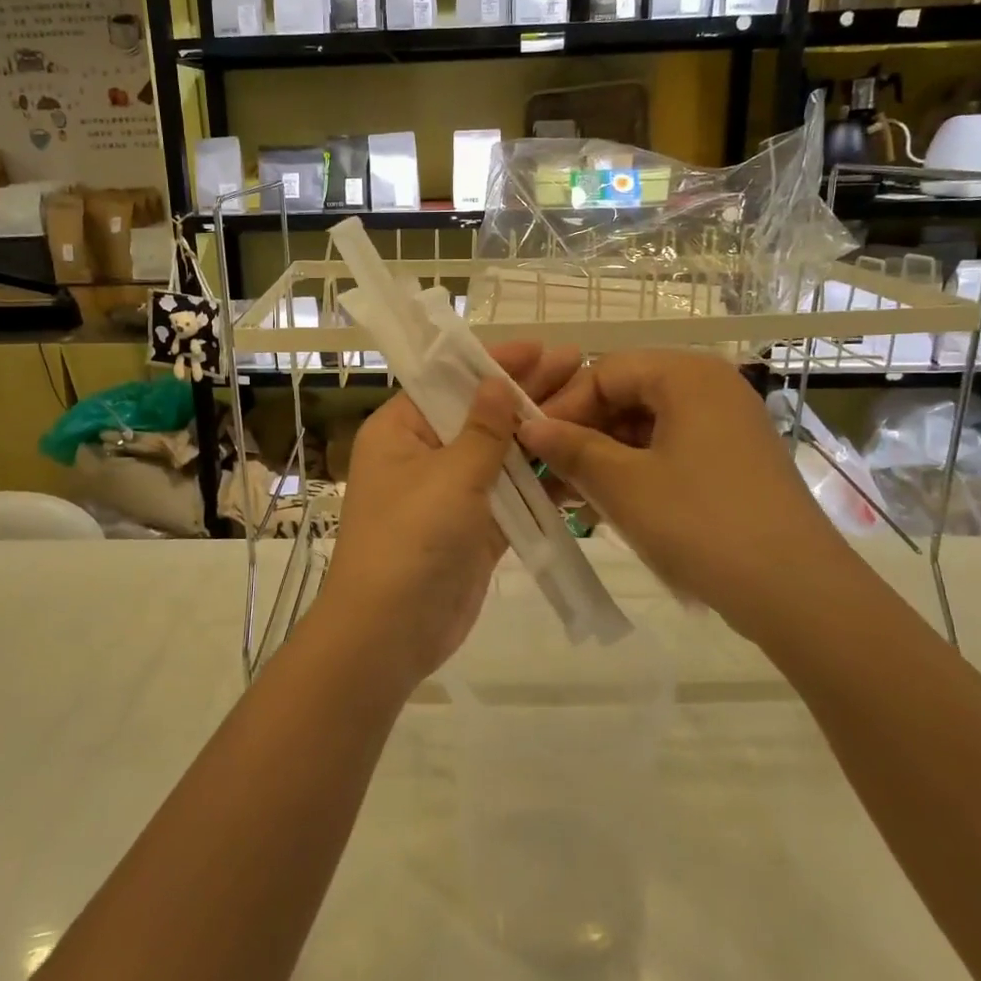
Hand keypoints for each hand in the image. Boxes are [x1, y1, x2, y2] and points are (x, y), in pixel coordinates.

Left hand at [314, 342, 582, 689]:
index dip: (495, 363)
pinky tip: (580, 463)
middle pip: (480, 415)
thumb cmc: (411, 540)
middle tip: (580, 367)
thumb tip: (496, 382)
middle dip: (527, 393)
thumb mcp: (449, 475)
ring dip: (540, 436)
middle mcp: (423, 456)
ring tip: (590, 407)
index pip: (449, 383)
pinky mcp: (475, 529)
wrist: (390, 633)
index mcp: (400, 431)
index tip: (541, 347)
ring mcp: (450, 495)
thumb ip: (483, 429)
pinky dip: (541, 484)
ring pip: (500, 456)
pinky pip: (511, 496)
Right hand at [518, 350, 854, 639]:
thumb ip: (571, 448)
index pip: (603, 371)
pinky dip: (633, 473)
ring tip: (569, 498)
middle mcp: (710, 387)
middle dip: (581, 434)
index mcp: (686, 375)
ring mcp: (725, 426)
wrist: (797, 593)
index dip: (561, 406)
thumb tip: (529, 428)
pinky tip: (604, 509)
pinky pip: (668, 452)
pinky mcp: (732, 462)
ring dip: (602, 458)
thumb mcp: (623, 484)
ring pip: (644, 428)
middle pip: (625, 396)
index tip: (530, 445)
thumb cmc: (700, 523)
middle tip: (546, 474)